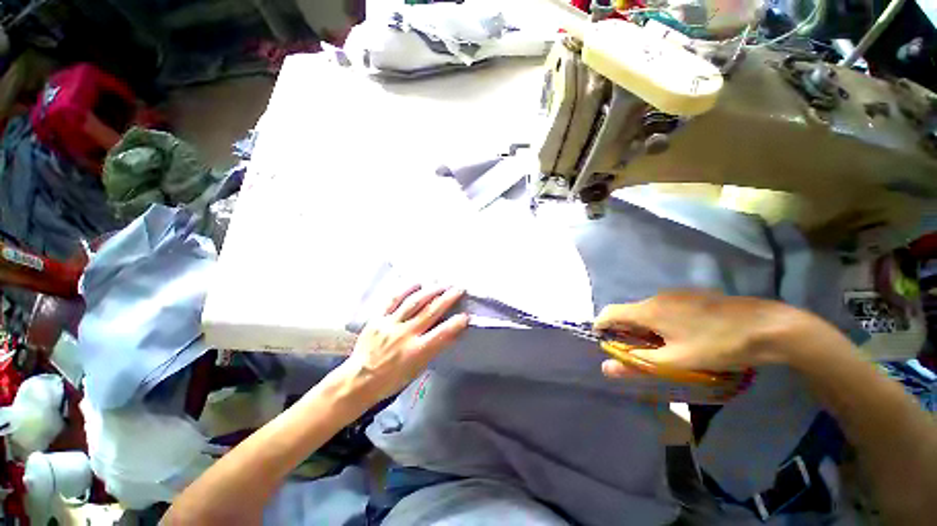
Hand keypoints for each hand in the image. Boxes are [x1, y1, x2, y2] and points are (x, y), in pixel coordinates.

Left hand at [339, 285, 468, 400]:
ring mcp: (390, 324)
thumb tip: (453, 333)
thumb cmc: (392, 379)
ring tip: (442, 284)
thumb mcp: (418, 369)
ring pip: (414, 302)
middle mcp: (405, 334)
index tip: (466, 315)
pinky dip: (406, 290)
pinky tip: (417, 283)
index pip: (442, 333)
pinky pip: (393, 300)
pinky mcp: (378, 318)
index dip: (456, 323)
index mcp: (416, 351)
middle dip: (447, 299)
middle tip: (458, 289)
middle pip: (430, 312)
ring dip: (430, 291)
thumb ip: (435, 349)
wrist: (359, 379)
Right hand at [594, 290, 808, 378]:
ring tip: (665, 348)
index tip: (604, 343)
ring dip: (645, 327)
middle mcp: (656, 297)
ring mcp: (676, 294)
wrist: (768, 327)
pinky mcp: (692, 295)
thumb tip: (606, 368)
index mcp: (648, 310)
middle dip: (627, 332)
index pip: (609, 313)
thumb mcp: (676, 361)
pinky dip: (661, 321)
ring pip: (647, 310)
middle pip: (629, 312)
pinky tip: (684, 335)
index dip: (601, 327)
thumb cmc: (717, 346)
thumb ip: (638, 363)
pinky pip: (664, 307)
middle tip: (641, 353)